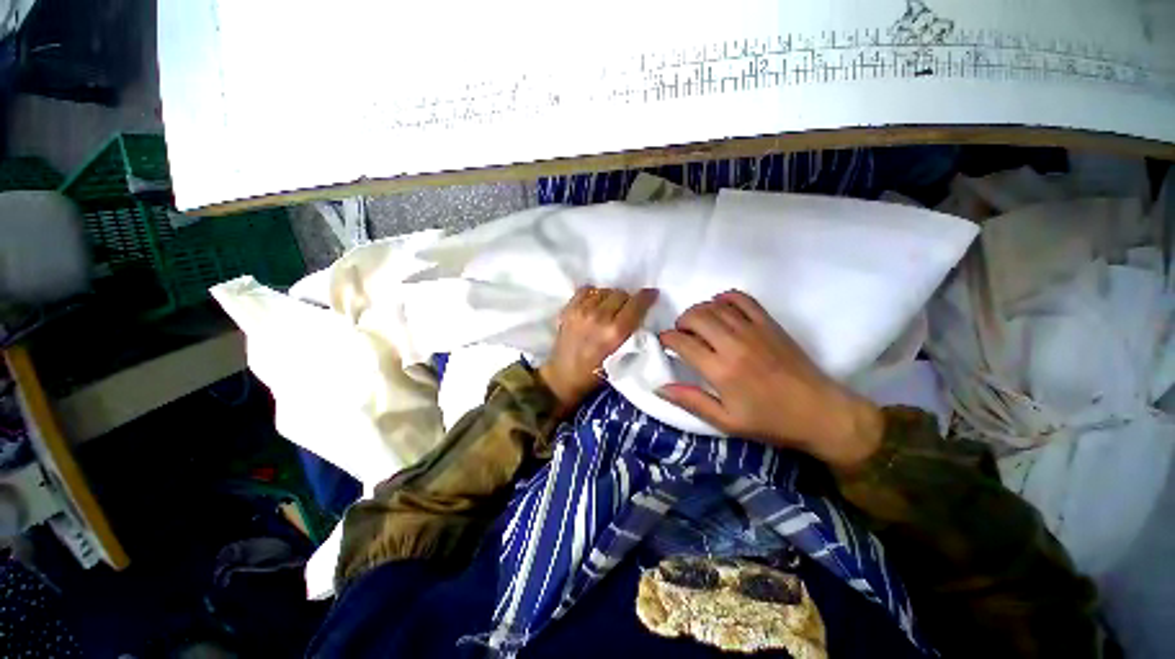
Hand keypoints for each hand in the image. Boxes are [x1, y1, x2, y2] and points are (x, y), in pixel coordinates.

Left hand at [540, 286, 658, 411]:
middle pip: (621, 294)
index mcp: (615, 332)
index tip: (651, 294)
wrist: (564, 376)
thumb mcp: (622, 357)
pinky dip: (593, 294)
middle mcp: (599, 317)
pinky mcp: (568, 309)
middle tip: (626, 309)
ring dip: (610, 297)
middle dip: (627, 299)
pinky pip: (586, 290)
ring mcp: (582, 311)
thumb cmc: (596, 373)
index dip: (646, 297)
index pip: (636, 304)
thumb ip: (631, 335)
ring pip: (604, 290)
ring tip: (609, 308)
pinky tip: (594, 304)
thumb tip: (639, 316)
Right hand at [658, 291, 882, 469]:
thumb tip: (660, 388)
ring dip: (699, 310)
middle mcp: (734, 344)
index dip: (667, 339)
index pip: (683, 342)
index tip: (665, 342)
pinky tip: (721, 308)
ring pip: (715, 306)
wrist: (820, 412)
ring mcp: (753, 330)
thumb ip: (691, 401)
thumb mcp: (726, 421)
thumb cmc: (770, 421)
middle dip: (681, 322)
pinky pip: (742, 299)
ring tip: (698, 324)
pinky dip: (725, 298)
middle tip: (681, 334)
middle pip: (696, 317)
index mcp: (721, 370)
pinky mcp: (769, 323)